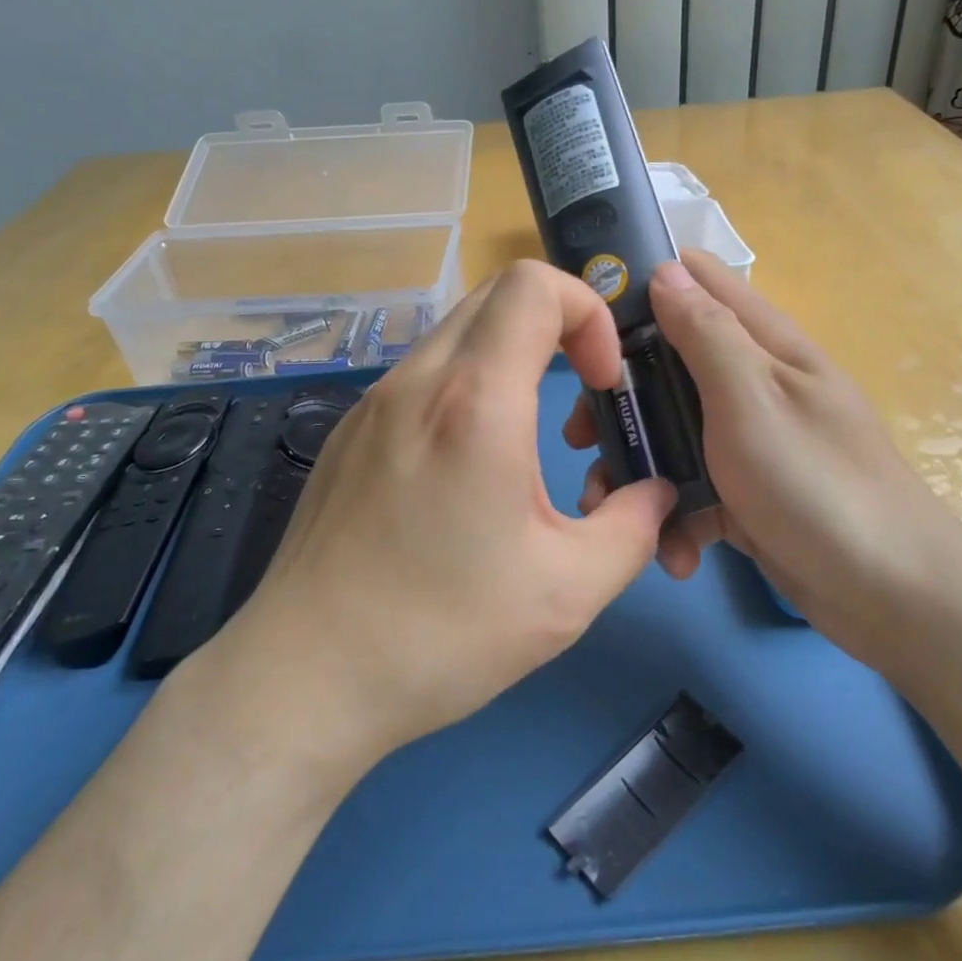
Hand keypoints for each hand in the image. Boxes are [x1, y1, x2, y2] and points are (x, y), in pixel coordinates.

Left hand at [213, 262, 678, 768]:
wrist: (306, 676)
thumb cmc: (442, 633)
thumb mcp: (569, 591)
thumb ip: (634, 527)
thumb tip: (655, 493)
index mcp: (475, 403)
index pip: (535, 285)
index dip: (588, 312)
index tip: (602, 382)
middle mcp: (418, 382)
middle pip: (497, 293)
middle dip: (557, 324)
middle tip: (578, 395)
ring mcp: (374, 402)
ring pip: (458, 333)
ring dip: (511, 357)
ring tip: (527, 440)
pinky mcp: (349, 431)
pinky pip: (423, 375)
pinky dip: (466, 386)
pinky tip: (467, 466)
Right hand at [571, 251, 961, 668]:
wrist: (889, 597)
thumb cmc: (815, 484)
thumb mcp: (752, 399)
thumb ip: (706, 334)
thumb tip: (665, 270)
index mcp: (761, 344)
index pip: (696, 281)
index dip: (639, 289)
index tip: (586, 323)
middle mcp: (751, 383)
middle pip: (666, 365)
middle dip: (620, 398)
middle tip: (582, 435)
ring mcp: (747, 441)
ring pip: (669, 432)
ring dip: (639, 468)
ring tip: (609, 505)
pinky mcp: (743, 494)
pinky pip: (691, 490)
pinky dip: (676, 517)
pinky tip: (676, 551)